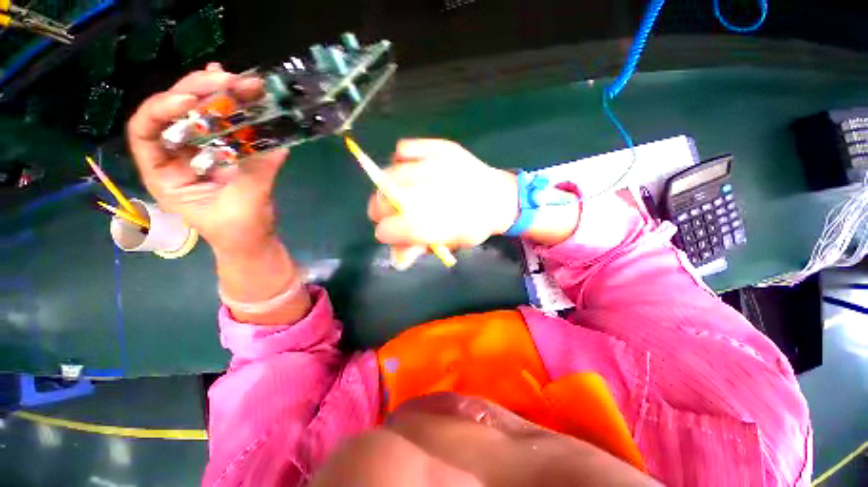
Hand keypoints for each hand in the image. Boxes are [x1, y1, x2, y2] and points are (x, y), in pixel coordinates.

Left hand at [127, 63, 288, 253]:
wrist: (253, 240)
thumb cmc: (239, 231)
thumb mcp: (244, 204)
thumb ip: (256, 174)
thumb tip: (277, 147)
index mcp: (165, 174)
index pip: (146, 133)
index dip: (161, 110)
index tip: (191, 101)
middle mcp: (177, 157)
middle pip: (175, 114)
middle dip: (197, 92)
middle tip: (226, 79)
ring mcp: (202, 153)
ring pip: (200, 115)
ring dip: (219, 94)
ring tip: (239, 80)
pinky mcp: (225, 154)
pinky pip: (224, 126)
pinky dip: (231, 108)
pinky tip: (237, 91)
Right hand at [367, 139, 518, 254]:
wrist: (499, 197)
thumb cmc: (474, 224)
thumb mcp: (449, 243)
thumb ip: (420, 249)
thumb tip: (396, 259)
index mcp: (439, 223)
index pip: (394, 228)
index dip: (384, 232)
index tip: (385, 233)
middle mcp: (434, 192)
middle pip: (386, 200)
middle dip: (379, 210)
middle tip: (386, 213)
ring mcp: (436, 165)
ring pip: (389, 174)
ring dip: (385, 187)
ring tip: (395, 192)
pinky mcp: (440, 147)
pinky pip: (404, 148)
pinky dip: (399, 159)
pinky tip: (408, 169)